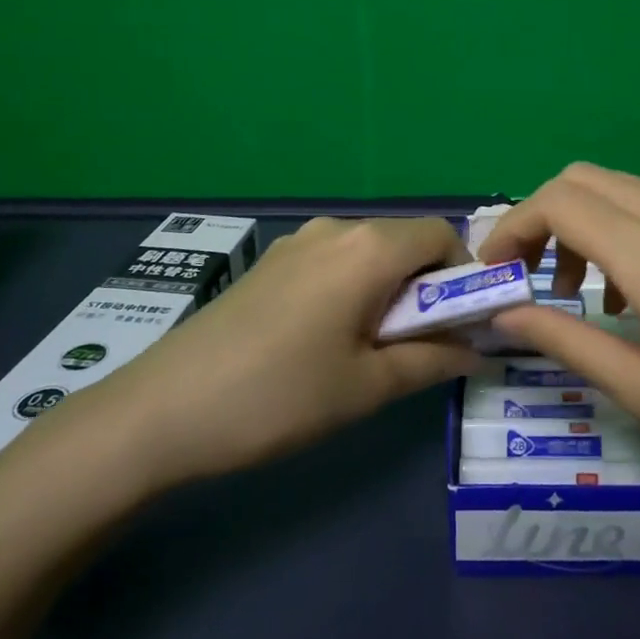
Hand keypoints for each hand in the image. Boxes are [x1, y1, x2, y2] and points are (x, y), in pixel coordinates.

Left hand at [30, 215, 479, 496]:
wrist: (162, 409)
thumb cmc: (279, 396)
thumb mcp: (368, 387)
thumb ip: (433, 361)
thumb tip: (478, 350)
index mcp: (369, 248)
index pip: (444, 236)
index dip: (464, 277)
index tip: (460, 326)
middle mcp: (336, 228)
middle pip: (407, 242)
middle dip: (427, 287)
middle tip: (419, 347)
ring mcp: (297, 241)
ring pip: (370, 253)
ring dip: (389, 290)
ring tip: (369, 349)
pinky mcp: (271, 261)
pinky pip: (335, 262)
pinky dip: (354, 289)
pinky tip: (326, 339)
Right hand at [480, 163, 639, 526]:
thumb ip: (568, 343)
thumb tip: (505, 315)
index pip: (561, 202)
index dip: (513, 226)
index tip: (495, 271)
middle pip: (585, 179)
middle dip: (542, 218)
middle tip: (530, 278)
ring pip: (622, 188)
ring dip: (583, 223)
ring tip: (581, 293)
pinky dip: (623, 229)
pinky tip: (636, 293)